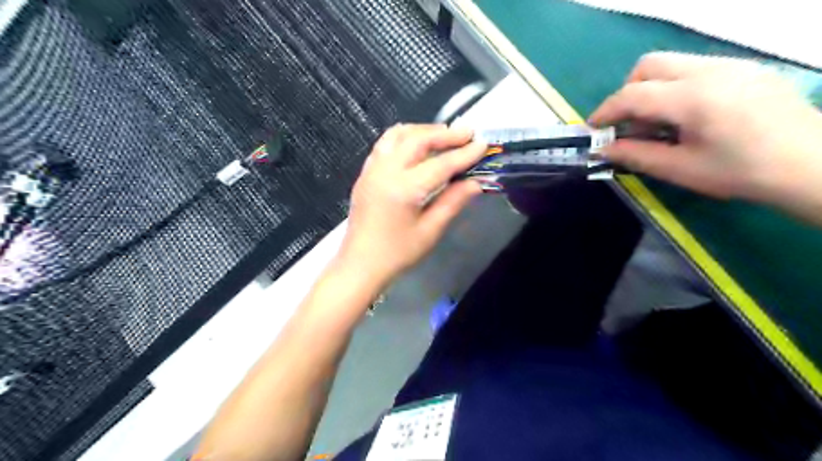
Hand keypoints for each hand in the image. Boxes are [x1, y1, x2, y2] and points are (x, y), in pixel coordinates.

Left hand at [335, 124, 482, 281]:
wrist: (360, 264)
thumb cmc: (397, 253)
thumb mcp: (430, 231)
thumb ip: (453, 202)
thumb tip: (475, 182)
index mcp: (404, 189)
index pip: (440, 164)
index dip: (464, 154)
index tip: (483, 144)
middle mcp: (385, 171)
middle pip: (417, 139)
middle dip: (445, 134)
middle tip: (467, 134)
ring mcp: (372, 169)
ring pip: (398, 135)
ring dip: (423, 131)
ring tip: (443, 136)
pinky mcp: (365, 173)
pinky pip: (385, 144)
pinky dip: (404, 138)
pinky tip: (417, 146)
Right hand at [588, 51, 821, 199]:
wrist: (810, 165)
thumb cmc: (740, 172)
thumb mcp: (679, 169)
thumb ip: (635, 155)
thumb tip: (602, 149)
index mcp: (692, 98)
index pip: (632, 94)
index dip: (605, 111)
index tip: (593, 129)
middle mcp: (710, 70)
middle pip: (649, 65)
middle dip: (627, 92)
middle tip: (628, 123)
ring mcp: (731, 65)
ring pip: (672, 64)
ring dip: (651, 89)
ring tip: (658, 123)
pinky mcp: (744, 69)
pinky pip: (695, 68)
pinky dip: (675, 87)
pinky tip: (687, 116)